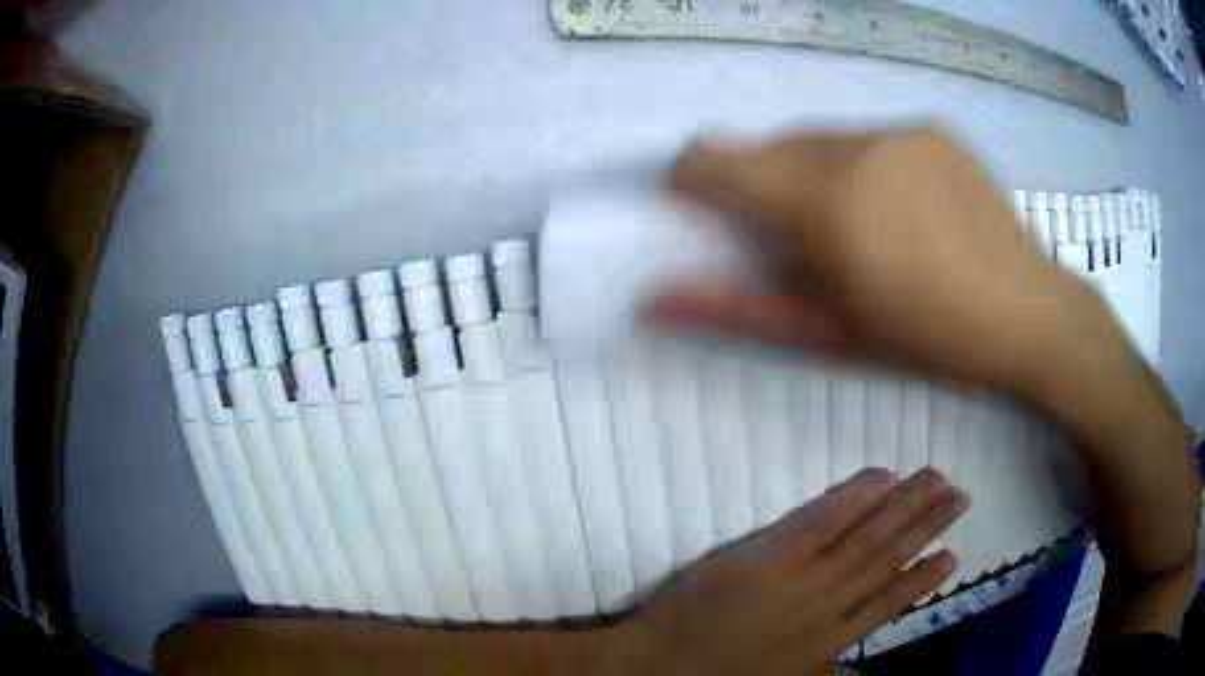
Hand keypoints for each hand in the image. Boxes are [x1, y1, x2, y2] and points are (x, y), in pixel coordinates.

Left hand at [607, 469, 966, 675]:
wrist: (656, 668)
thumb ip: (823, 669)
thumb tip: (857, 671)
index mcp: (826, 644)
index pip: (886, 606)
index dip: (921, 582)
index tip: (951, 557)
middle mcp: (824, 610)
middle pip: (886, 562)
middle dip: (927, 528)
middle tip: (960, 497)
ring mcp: (798, 581)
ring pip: (865, 539)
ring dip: (905, 507)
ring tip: (937, 482)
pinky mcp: (766, 556)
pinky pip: (820, 521)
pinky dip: (853, 498)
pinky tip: (880, 477)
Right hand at [648, 128, 1118, 393]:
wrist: (1026, 314)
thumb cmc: (927, 341)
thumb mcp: (829, 336)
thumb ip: (735, 310)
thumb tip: (652, 301)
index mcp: (821, 204)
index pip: (713, 159)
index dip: (692, 180)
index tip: (700, 208)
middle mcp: (852, 147)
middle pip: (766, 146)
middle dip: (760, 183)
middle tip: (798, 237)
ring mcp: (896, 130)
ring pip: (818, 137)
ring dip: (812, 171)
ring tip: (859, 224)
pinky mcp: (929, 127)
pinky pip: (868, 134)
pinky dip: (861, 162)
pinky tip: (901, 205)